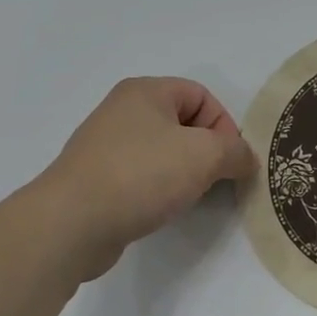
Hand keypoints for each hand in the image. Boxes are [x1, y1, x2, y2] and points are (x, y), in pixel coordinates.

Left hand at [24, 77, 255, 285]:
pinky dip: (157, 189)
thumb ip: (236, 152)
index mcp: (145, 91)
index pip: (202, 96)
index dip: (224, 126)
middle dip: (205, 152)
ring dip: (183, 173)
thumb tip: (245, 160)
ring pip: (163, 152)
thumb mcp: (205, 155)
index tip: (229, 161)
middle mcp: (122, 111)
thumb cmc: (141, 175)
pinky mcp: (95, 179)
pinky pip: (141, 176)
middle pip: (183, 124)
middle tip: (212, 180)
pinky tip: (159, 209)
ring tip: (186, 197)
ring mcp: (105, 145)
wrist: (71, 224)